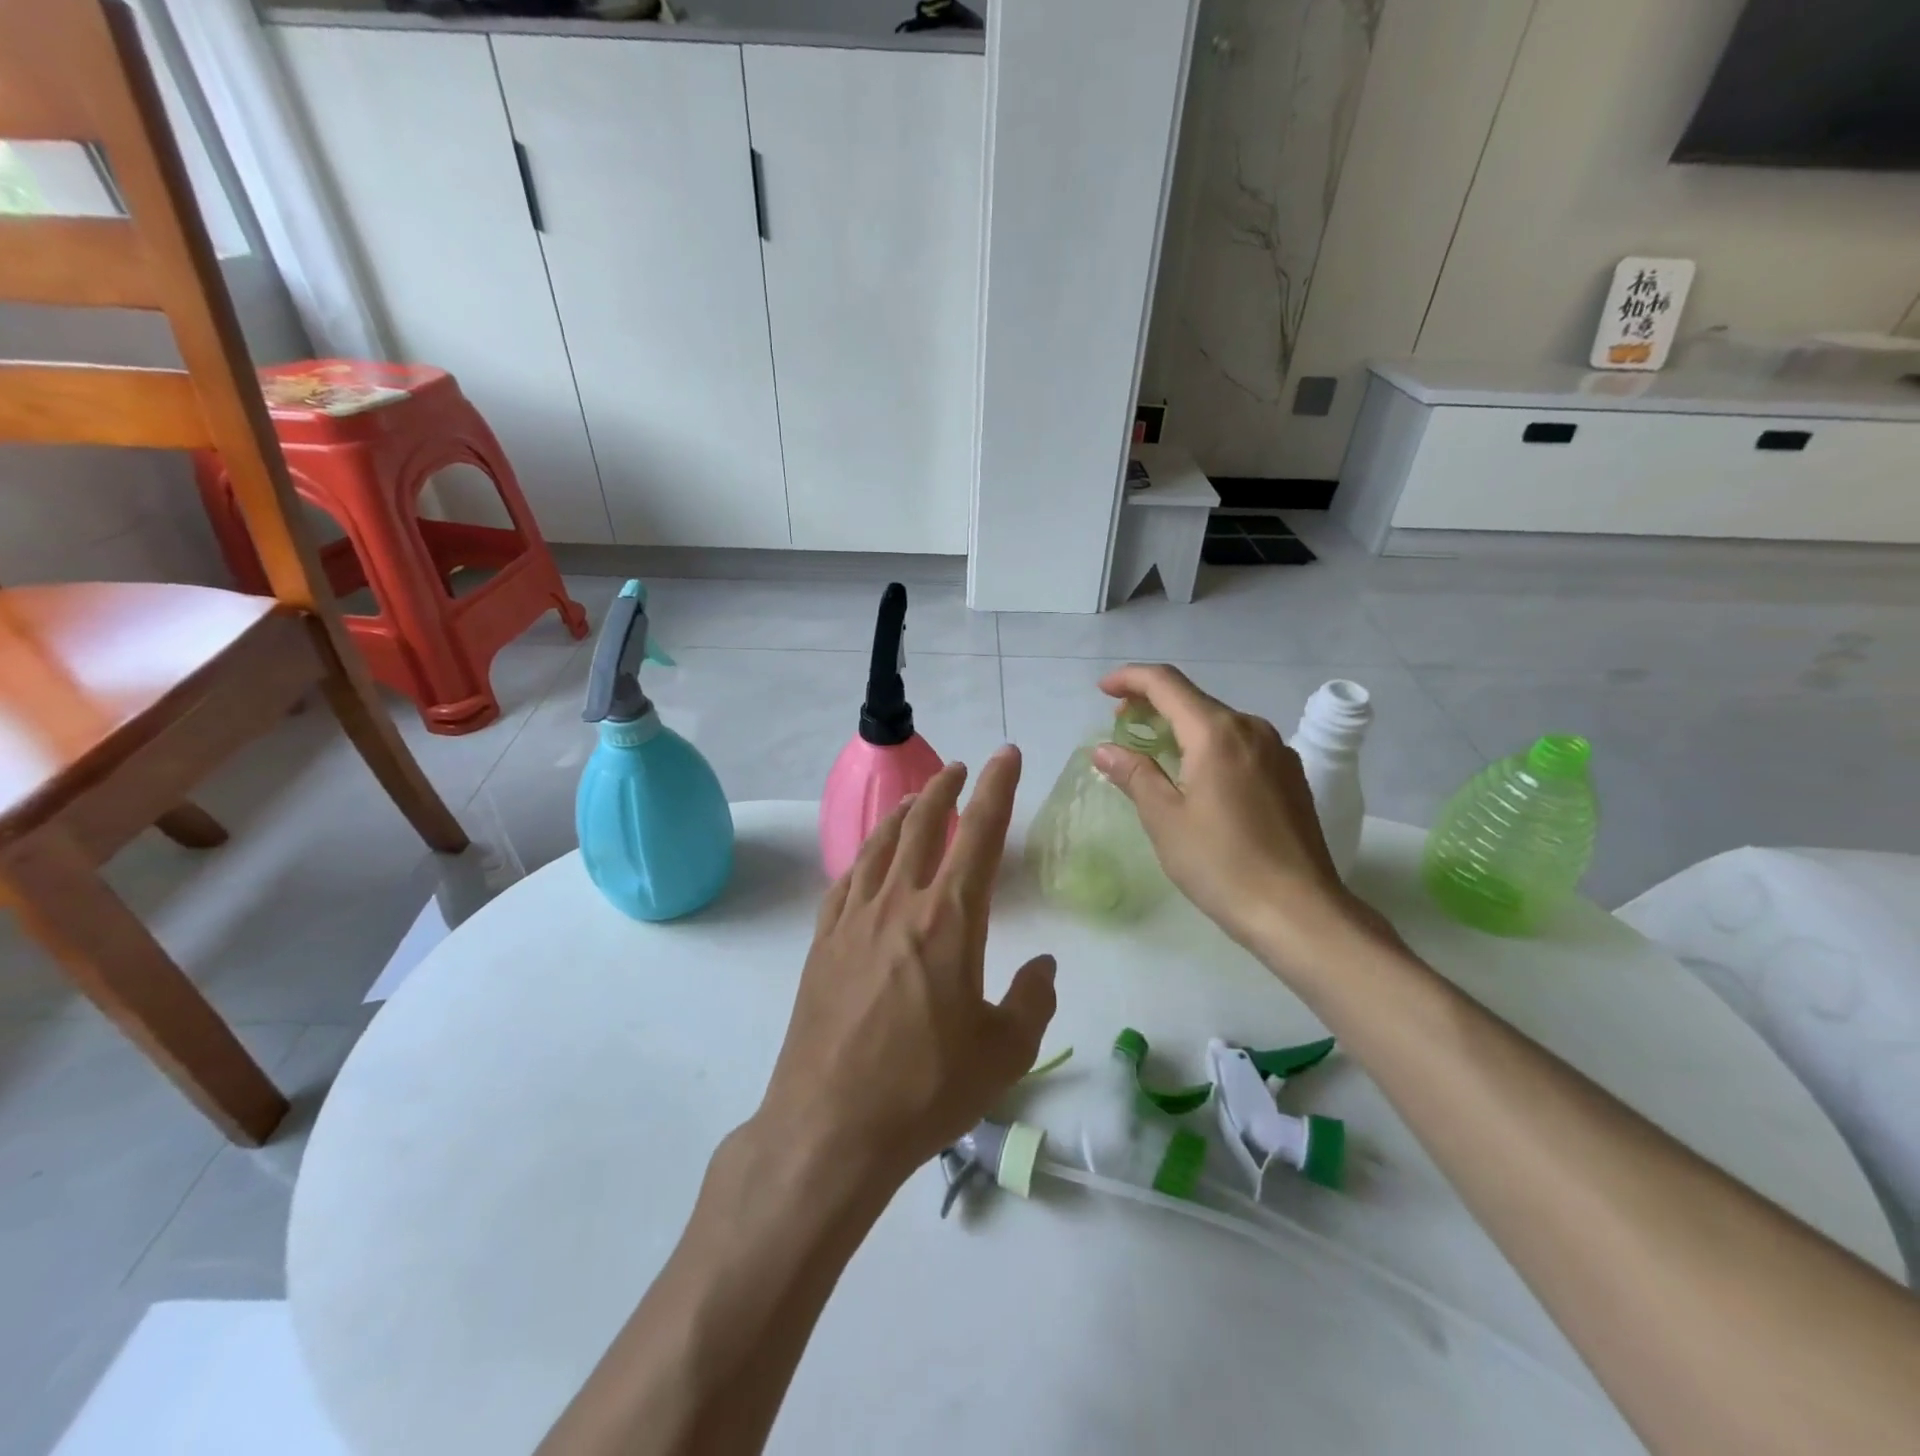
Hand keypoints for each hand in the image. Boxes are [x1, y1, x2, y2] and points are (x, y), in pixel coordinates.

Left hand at [758, 748, 1057, 1182]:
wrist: (831, 1126)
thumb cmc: (925, 1090)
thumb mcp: (1004, 1053)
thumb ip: (1033, 1000)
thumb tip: (1044, 964)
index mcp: (949, 919)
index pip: (980, 834)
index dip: (998, 788)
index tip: (1007, 756)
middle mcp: (899, 903)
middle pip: (923, 824)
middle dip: (944, 789)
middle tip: (959, 768)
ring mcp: (853, 919)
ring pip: (880, 844)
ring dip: (902, 812)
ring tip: (915, 798)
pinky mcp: (823, 942)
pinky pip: (846, 880)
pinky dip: (864, 855)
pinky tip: (869, 858)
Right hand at [1092, 664, 1370, 971]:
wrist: (1300, 912)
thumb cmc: (1222, 865)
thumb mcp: (1165, 819)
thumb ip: (1134, 774)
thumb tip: (1105, 749)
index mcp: (1217, 733)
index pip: (1166, 684)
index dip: (1130, 679)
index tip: (1103, 690)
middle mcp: (1252, 729)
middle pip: (1194, 700)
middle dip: (1153, 704)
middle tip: (1121, 726)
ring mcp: (1277, 752)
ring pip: (1219, 723)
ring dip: (1181, 727)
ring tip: (1155, 752)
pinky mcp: (1290, 776)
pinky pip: (1240, 745)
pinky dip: (1209, 746)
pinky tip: (1197, 776)